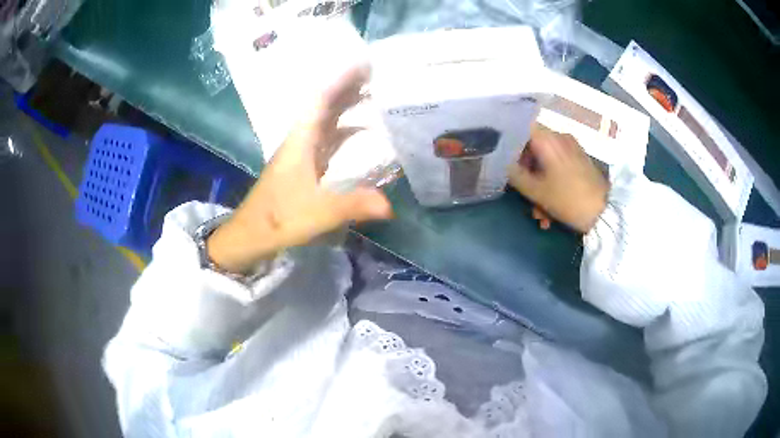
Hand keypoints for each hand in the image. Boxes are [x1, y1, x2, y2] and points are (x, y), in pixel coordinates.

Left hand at [207, 66, 393, 273]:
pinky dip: (343, 130)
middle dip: (348, 88)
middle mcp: (300, 140)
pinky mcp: (302, 166)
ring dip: (346, 106)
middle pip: (324, 105)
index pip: (321, 100)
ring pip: (325, 120)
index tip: (363, 64)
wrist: (250, 235)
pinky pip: (326, 138)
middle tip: (376, 75)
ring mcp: (300, 153)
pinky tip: (359, 133)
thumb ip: (352, 205)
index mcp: (300, 141)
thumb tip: (391, 206)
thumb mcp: (317, 213)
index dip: (341, 80)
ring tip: (372, 96)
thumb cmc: (278, 219)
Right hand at [509, 125, 608, 233]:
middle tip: (522, 195)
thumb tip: (499, 161)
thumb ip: (513, 173)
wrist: (605, 212)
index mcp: (548, 139)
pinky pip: (558, 167)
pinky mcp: (579, 160)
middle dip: (525, 173)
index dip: (508, 141)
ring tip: (540, 214)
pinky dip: (551, 184)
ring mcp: (572, 148)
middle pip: (532, 148)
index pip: (520, 127)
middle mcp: (560, 137)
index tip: (502, 158)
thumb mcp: (535, 191)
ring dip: (539, 186)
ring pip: (545, 161)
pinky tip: (551, 210)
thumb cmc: (568, 199)